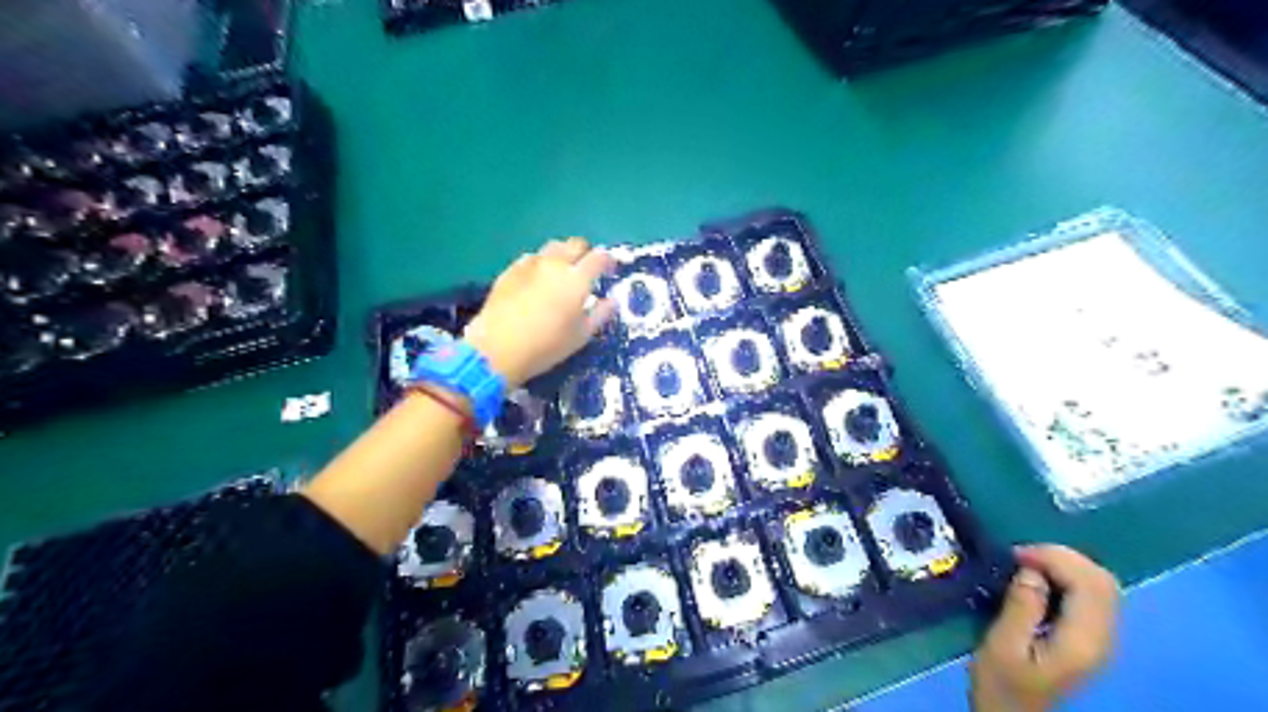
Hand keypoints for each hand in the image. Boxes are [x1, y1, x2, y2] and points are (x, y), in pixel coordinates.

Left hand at [469, 238, 618, 385]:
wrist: (496, 349)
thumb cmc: (546, 346)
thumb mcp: (580, 336)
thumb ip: (600, 314)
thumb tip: (612, 301)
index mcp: (577, 279)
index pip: (599, 257)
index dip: (608, 261)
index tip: (610, 270)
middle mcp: (555, 264)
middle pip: (575, 244)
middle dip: (585, 253)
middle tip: (586, 270)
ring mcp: (530, 264)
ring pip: (552, 247)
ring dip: (562, 255)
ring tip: (561, 273)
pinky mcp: (510, 270)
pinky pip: (531, 258)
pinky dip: (540, 264)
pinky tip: (538, 280)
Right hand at [973, 544, 1118, 711]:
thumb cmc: (1002, 685)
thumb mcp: (1002, 645)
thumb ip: (1021, 606)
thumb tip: (1031, 570)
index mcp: (1083, 641)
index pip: (1089, 583)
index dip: (1054, 558)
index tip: (1015, 555)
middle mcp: (1103, 638)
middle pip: (1102, 580)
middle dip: (1062, 557)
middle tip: (1020, 556)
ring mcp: (1101, 639)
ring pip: (1100, 585)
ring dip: (1065, 566)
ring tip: (1027, 565)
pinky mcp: (1091, 639)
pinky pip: (1091, 596)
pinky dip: (1068, 578)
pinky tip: (1040, 581)